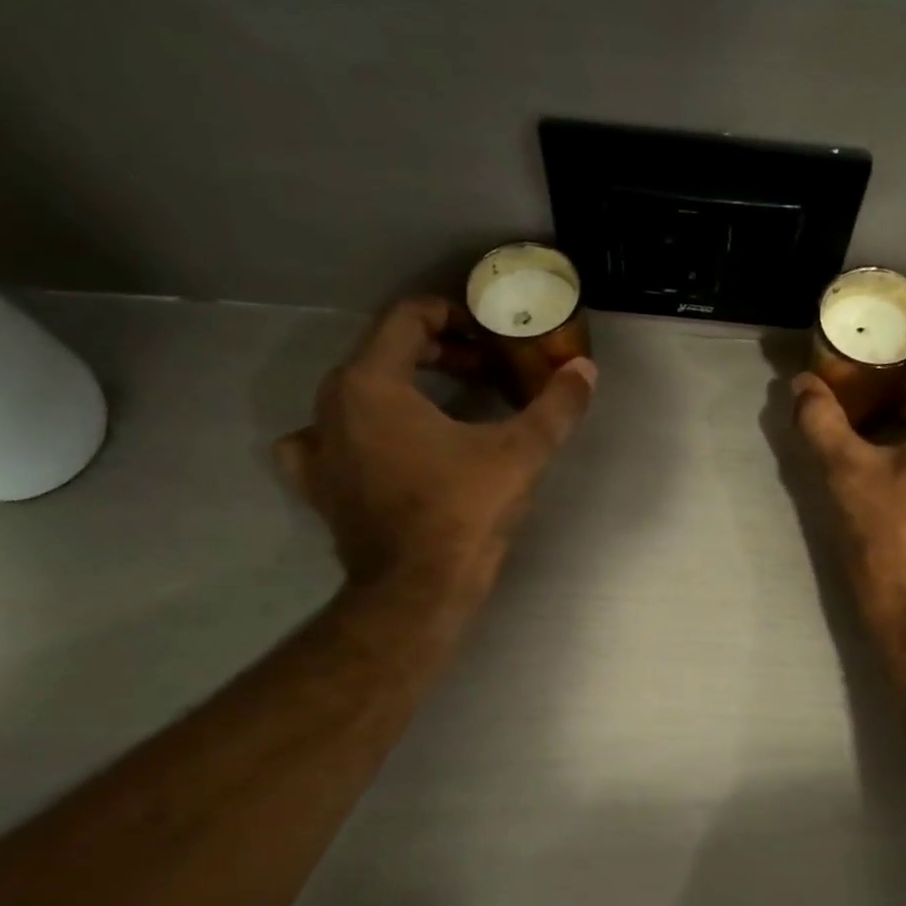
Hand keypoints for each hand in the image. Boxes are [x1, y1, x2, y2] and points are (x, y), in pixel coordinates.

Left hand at [275, 295, 595, 607]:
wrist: (418, 590)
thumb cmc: (463, 513)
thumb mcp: (520, 455)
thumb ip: (555, 407)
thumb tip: (586, 370)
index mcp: (374, 382)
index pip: (407, 317)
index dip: (453, 316)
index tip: (488, 338)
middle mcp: (333, 403)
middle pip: (382, 352)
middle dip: (436, 353)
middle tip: (481, 372)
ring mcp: (319, 447)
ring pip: (355, 393)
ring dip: (397, 389)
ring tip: (438, 409)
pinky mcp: (319, 487)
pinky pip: (324, 441)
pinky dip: (350, 435)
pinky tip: (372, 449)